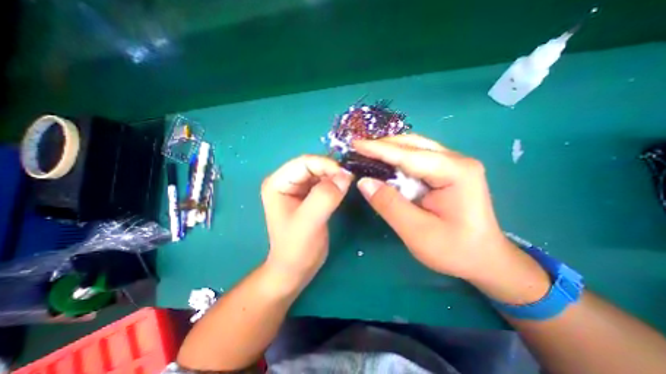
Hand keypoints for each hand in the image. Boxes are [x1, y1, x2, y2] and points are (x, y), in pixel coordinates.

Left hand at [260, 154, 352, 285]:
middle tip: (349, 179)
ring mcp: (298, 188)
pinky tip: (343, 189)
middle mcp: (286, 181)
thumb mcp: (309, 222)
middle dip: (331, 170)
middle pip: (312, 166)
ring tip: (348, 184)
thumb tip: (344, 176)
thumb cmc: (296, 248)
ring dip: (335, 176)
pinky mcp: (308, 196)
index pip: (304, 163)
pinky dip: (335, 183)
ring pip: (320, 173)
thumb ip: (325, 197)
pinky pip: (324, 182)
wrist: (296, 268)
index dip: (326, 165)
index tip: (346, 175)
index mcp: (278, 183)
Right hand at [357, 134, 516, 279]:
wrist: (483, 259)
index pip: (409, 155)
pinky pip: (416, 159)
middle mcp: (456, 160)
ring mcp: (452, 164)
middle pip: (412, 145)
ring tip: (366, 155)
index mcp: (455, 172)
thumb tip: (364, 182)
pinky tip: (383, 165)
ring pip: (413, 149)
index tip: (355, 144)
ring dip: (388, 151)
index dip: (378, 149)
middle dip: (383, 146)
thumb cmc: (454, 250)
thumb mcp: (417, 232)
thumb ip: (389, 205)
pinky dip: (396, 160)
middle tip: (358, 149)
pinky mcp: (446, 171)